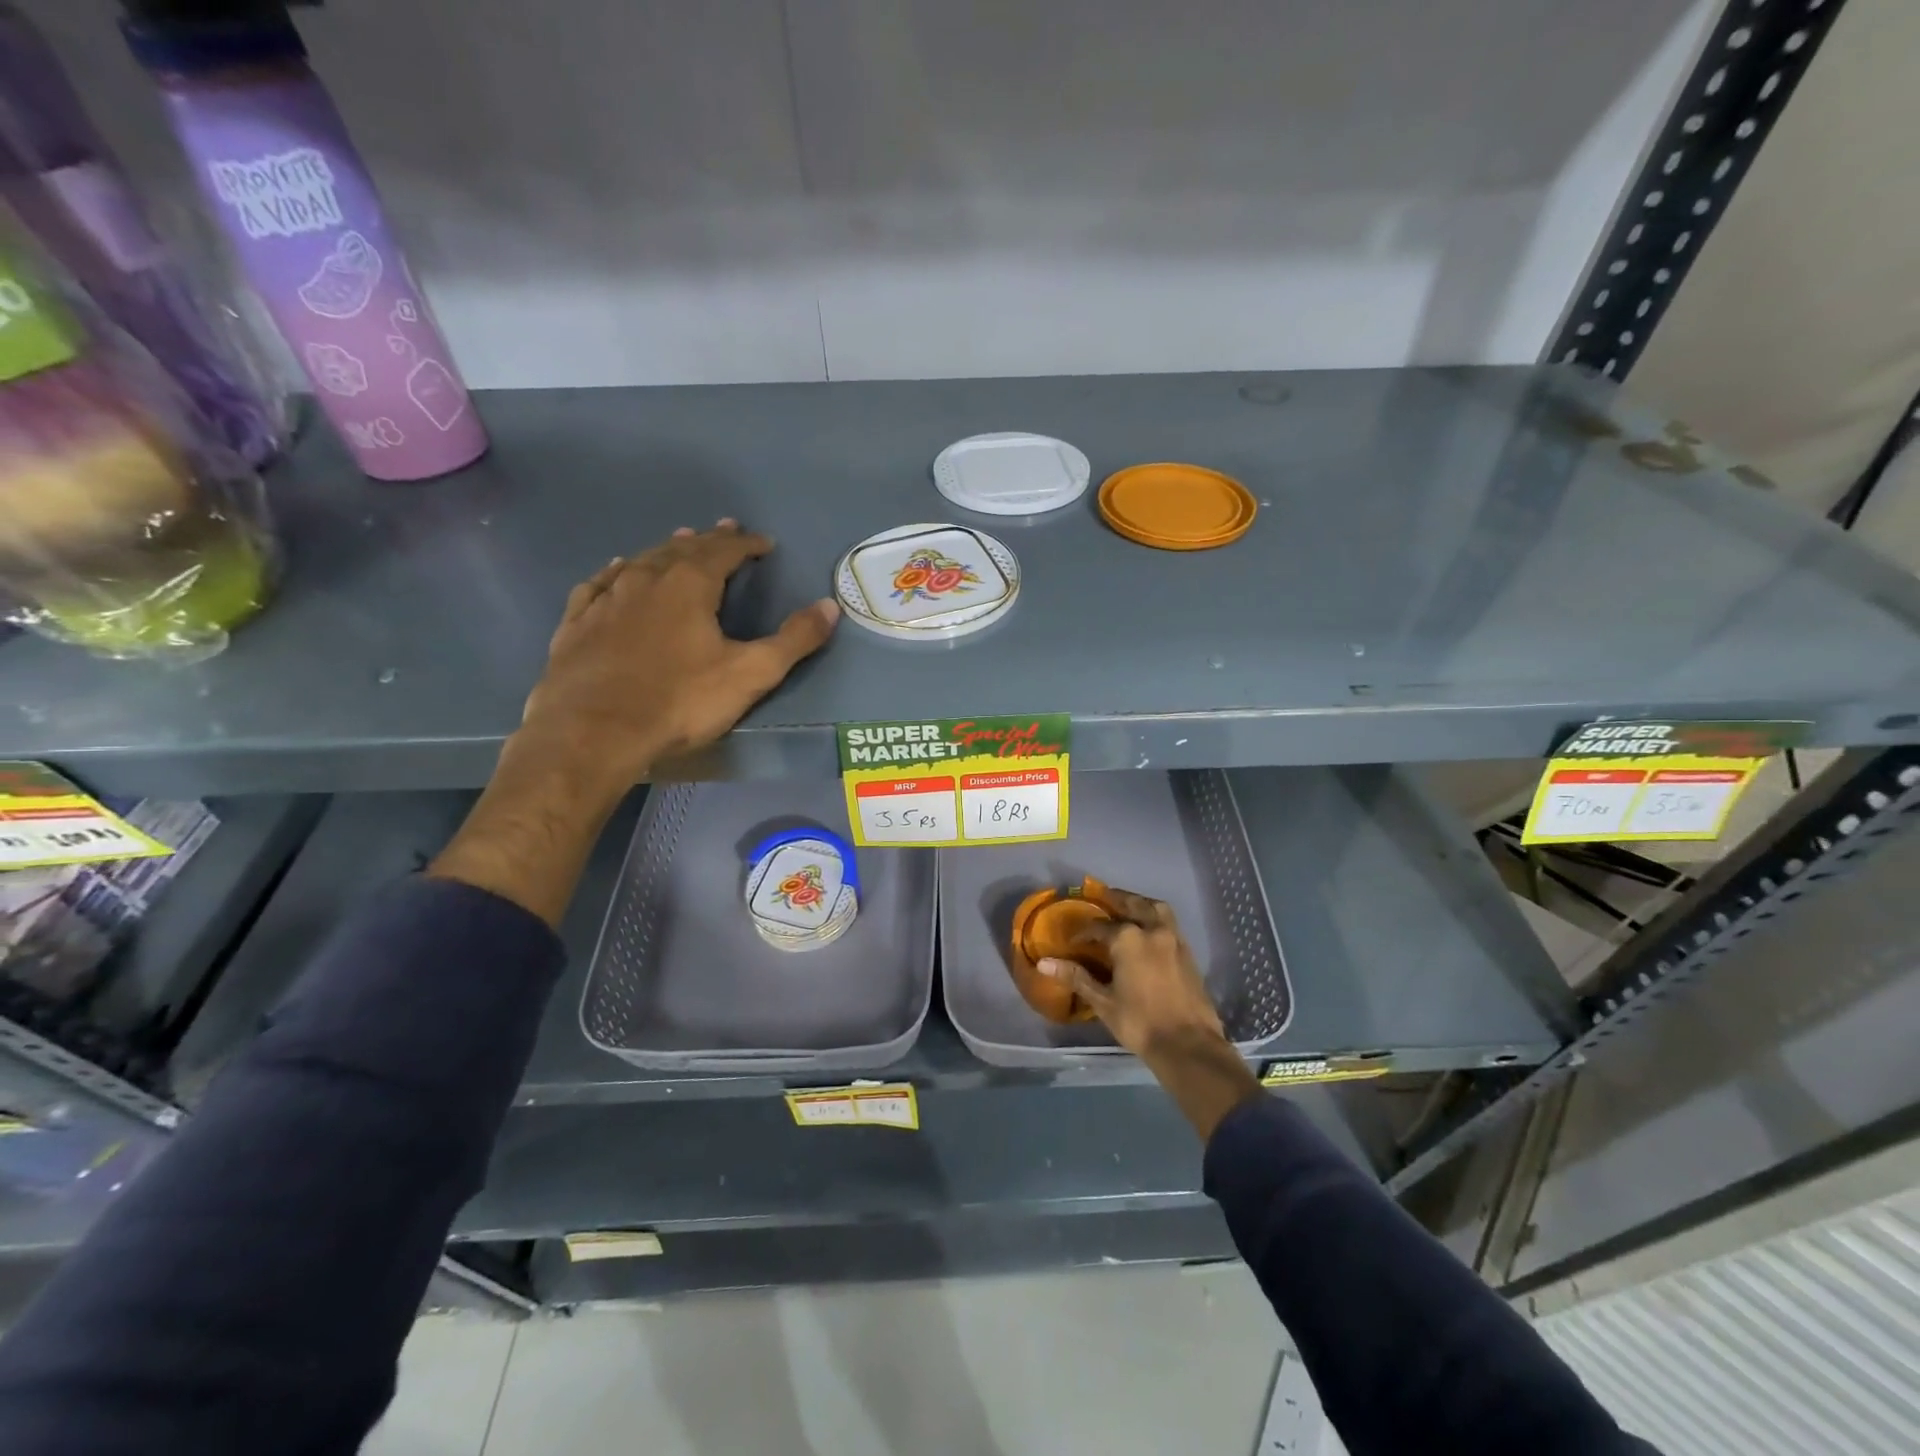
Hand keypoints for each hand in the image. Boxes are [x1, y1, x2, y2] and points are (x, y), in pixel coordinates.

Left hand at [431, 521, 836, 927]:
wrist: (592, 732)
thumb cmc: (678, 702)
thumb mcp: (750, 675)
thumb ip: (793, 641)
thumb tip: (830, 606)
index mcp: (689, 585)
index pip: (724, 550)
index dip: (746, 544)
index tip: (763, 543)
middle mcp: (646, 578)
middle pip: (682, 549)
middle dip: (708, 540)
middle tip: (723, 529)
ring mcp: (606, 598)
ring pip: (641, 561)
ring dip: (665, 550)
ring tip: (678, 543)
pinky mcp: (577, 622)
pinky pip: (600, 583)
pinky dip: (617, 572)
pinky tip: (617, 571)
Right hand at [1036, 887, 1224, 1058]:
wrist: (1188, 1046)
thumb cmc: (1140, 1023)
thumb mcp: (1103, 1001)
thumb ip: (1076, 977)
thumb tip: (1044, 963)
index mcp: (1128, 939)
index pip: (1099, 926)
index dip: (1083, 933)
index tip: (1073, 941)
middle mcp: (1153, 930)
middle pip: (1133, 904)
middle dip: (1116, 900)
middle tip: (1102, 898)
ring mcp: (1174, 939)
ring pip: (1156, 909)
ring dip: (1141, 904)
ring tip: (1128, 907)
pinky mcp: (1188, 953)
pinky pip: (1170, 924)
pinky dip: (1156, 919)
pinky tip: (1148, 932)